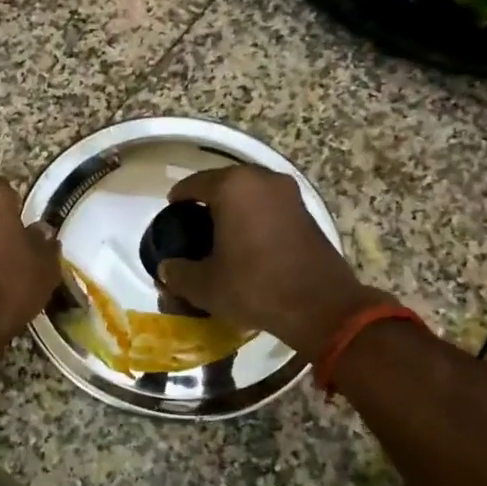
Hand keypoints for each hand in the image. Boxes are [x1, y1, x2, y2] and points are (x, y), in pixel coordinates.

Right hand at [158, 166, 382, 354]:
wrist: (320, 306)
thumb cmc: (255, 287)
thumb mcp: (205, 285)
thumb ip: (178, 272)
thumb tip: (167, 268)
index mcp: (233, 187)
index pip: (193, 184)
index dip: (177, 200)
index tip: (169, 217)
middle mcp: (261, 179)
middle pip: (223, 184)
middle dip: (206, 203)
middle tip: (191, 227)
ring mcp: (288, 193)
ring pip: (248, 194)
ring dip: (233, 209)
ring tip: (218, 236)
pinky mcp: (305, 211)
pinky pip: (268, 206)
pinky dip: (254, 217)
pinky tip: (245, 243)